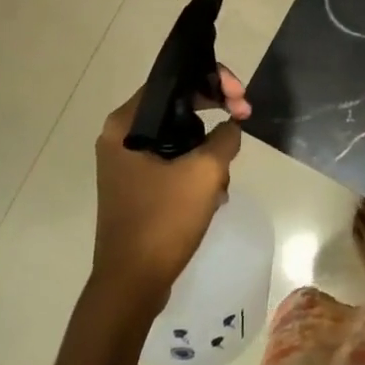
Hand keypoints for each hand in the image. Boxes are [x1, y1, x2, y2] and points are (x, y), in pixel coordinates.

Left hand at [92, 68, 248, 311]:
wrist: (132, 283)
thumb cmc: (163, 221)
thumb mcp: (205, 173)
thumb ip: (225, 138)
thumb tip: (232, 125)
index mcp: (125, 125)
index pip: (173, 81)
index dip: (213, 80)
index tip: (241, 98)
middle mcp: (120, 137)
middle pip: (176, 106)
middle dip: (214, 111)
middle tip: (244, 118)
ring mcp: (126, 163)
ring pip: (178, 135)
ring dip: (208, 146)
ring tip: (226, 170)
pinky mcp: (136, 185)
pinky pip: (172, 160)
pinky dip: (195, 167)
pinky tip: (214, 192)